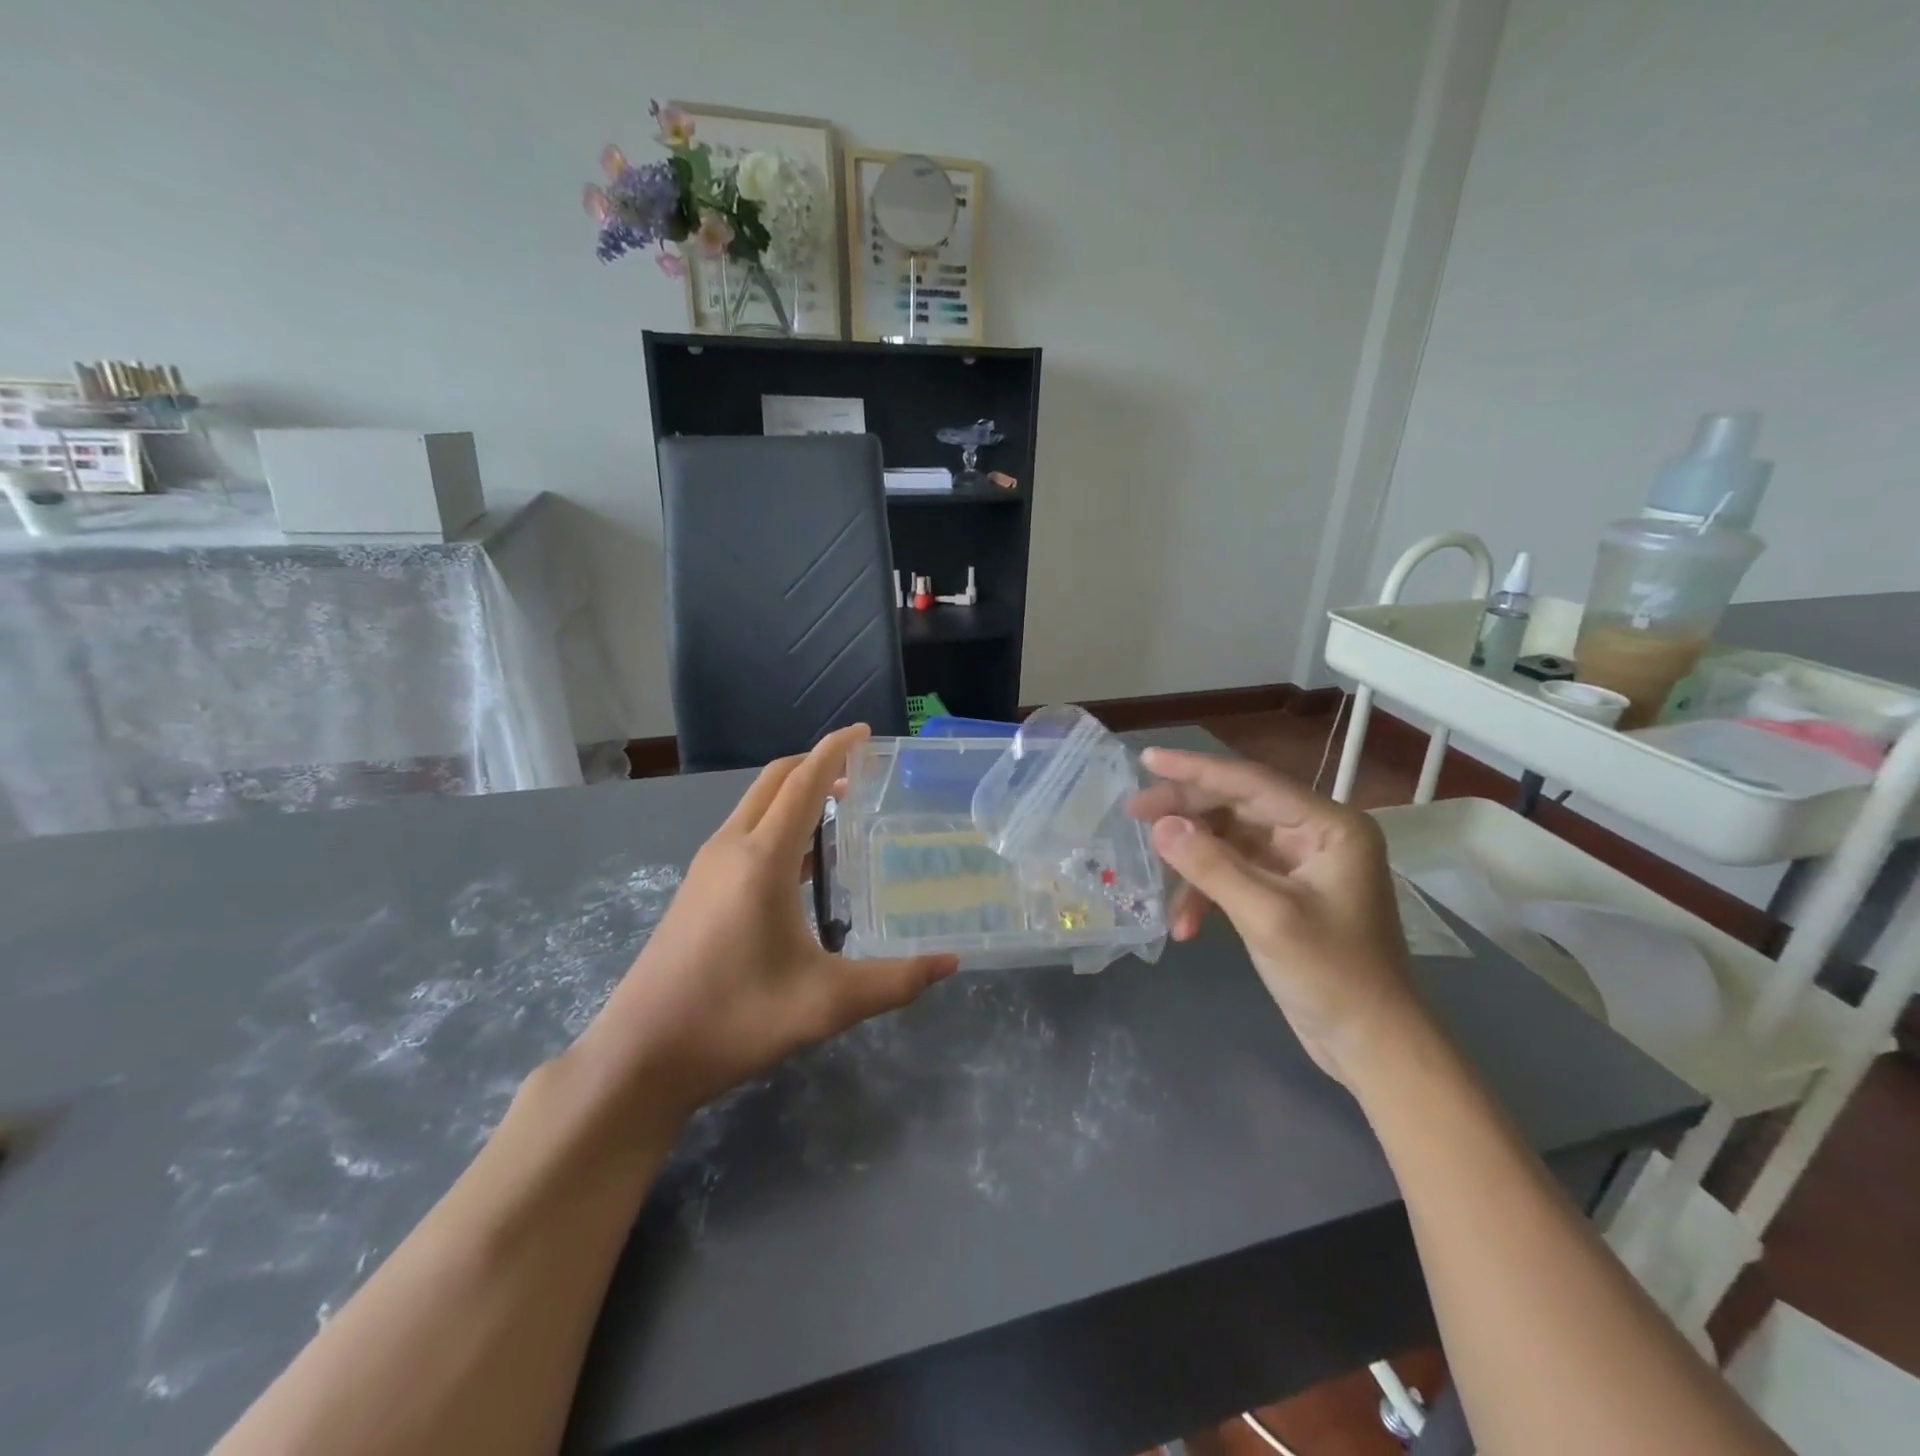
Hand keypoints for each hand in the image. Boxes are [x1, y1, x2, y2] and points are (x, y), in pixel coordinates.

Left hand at [571, 725, 957, 1125]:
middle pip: (774, 781)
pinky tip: (801, 864)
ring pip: (755, 805)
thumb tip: (949, 963)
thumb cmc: (734, 1019)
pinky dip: (777, 823)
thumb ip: (894, 982)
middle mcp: (730, 847)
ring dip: (795, 794)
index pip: (804, 782)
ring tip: (840, 812)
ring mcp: (706, 867)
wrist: (640, 1055)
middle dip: (816, 764)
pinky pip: (743, 832)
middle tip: (861, 773)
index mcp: (762, 858)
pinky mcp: (696, 888)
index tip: (865, 733)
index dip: (835, 750)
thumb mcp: (826, 1004)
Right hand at [1128, 748, 1420, 1084]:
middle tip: (1133, 813)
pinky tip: (1184, 924)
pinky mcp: (1285, 893)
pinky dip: (1207, 893)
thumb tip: (1159, 825)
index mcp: (1329, 826)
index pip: (1252, 783)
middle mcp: (1315, 835)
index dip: (1195, 769)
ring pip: (1229, 842)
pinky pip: (1234, 874)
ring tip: (1153, 879)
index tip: (1146, 758)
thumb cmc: (1333, 976)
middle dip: (1185, 814)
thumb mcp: (1266, 917)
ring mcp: (1299, 865)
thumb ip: (1211, 866)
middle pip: (1237, 807)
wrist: (1372, 1046)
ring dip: (1192, 864)